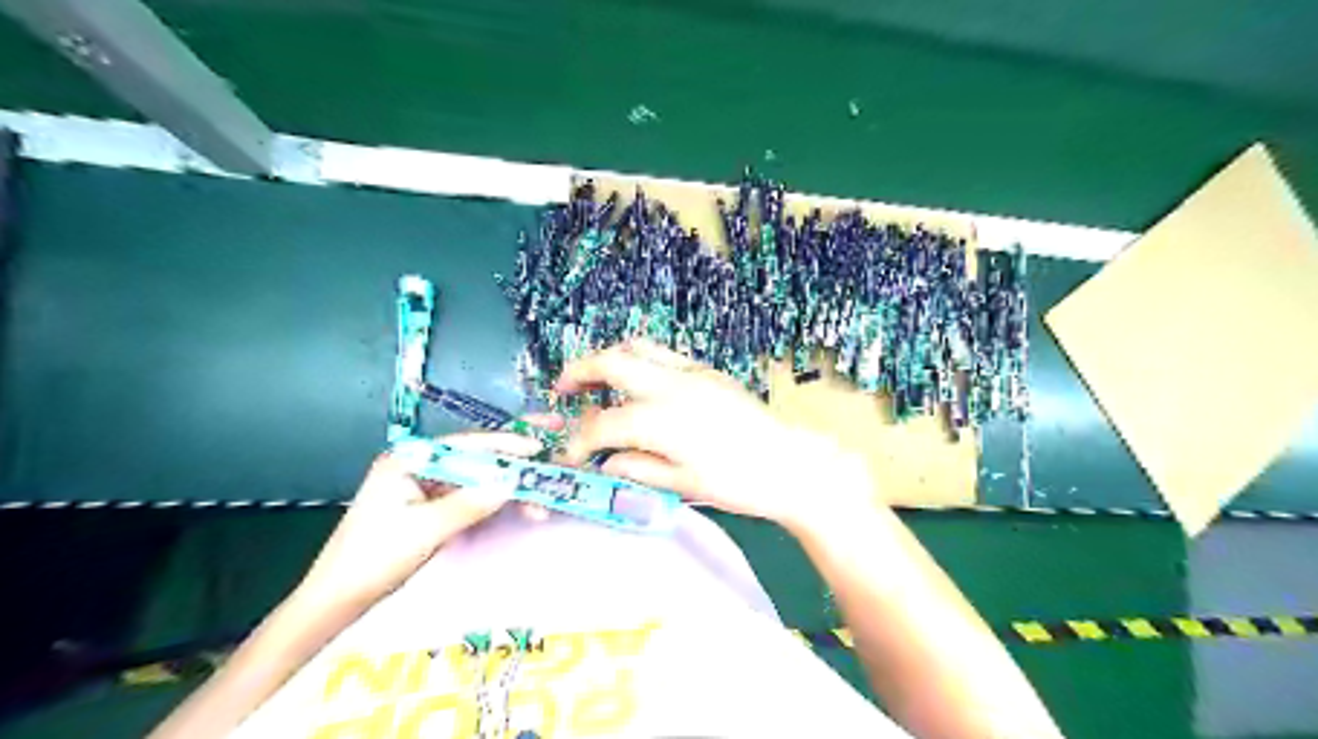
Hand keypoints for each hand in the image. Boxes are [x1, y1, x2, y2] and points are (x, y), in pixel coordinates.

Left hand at [289, 420, 558, 610]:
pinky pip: (470, 494)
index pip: (467, 444)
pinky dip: (494, 502)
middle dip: (514, 461)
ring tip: (541, 503)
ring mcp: (424, 484)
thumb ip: (470, 502)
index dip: (506, 444)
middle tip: (552, 456)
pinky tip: (518, 507)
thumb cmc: (374, 559)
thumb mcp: (426, 530)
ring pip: (477, 478)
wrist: (336, 600)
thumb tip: (513, 482)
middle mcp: (418, 464)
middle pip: (476, 456)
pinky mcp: (430, 504)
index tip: (540, 447)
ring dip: (508, 488)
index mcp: (409, 459)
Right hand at [555, 341, 872, 532]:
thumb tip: (604, 461)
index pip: (601, 425)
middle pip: (611, 362)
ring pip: (637, 347)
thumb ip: (635, 467)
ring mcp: (691, 372)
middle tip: (562, 389)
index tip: (570, 457)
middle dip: (578, 372)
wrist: (791, 463)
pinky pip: (662, 355)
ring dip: (609, 358)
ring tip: (596, 379)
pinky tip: (639, 384)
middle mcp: (670, 385)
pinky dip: (639, 361)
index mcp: (660, 419)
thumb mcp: (682, 484)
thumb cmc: (739, 483)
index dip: (577, 442)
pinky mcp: (708, 371)